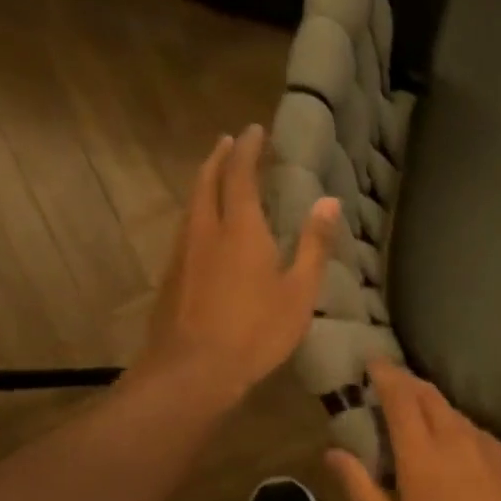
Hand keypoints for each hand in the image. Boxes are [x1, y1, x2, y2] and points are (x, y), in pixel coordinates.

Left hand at [137, 126, 340, 407]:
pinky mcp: (171, 277)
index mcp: (240, 227)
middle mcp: (205, 229)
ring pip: (191, 204)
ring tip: (215, 177)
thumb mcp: (299, 292)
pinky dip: (196, 214)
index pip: (241, 173)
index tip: (255, 130)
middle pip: (207, 180)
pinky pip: (185, 230)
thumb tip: (329, 202)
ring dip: (204, 182)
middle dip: (219, 157)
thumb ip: (314, 245)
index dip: (248, 148)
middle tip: (228, 142)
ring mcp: (183, 253)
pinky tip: (203, 230)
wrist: (193, 369)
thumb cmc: (255, 332)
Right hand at [326, 360, 500, 500]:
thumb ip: (361, 490)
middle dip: (407, 382)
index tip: (372, 364)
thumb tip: (332, 454)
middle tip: (391, 384)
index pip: (399, 396)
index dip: (384, 375)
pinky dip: (460, 433)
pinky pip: (478, 434)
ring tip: (423, 420)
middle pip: (428, 394)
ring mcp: (488, 444)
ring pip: (455, 413)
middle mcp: (454, 436)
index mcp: (420, 451)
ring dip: (434, 408)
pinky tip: (462, 454)